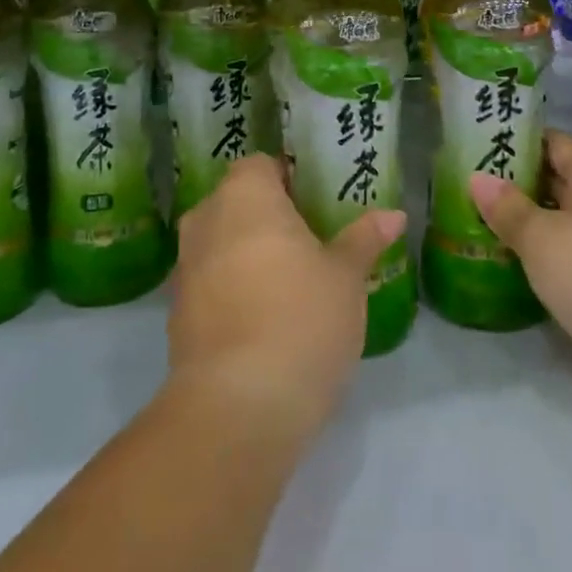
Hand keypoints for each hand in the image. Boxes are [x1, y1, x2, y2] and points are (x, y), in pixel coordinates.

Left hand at [169, 154, 404, 436]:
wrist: (237, 406)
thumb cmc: (300, 318)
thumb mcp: (345, 277)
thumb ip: (364, 239)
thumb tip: (394, 214)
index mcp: (244, 195)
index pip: (261, 165)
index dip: (289, 178)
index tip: (317, 202)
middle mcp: (205, 220)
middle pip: (238, 202)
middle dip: (269, 217)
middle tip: (312, 239)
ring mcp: (185, 268)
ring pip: (221, 243)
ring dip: (249, 253)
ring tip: (292, 280)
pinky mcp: (177, 313)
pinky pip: (211, 283)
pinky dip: (233, 289)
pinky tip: (265, 317)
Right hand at [470, 131, 571, 366]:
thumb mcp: (542, 240)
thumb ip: (509, 210)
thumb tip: (478, 178)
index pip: (554, 143)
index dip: (518, 141)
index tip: (481, 146)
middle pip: (561, 182)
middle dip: (520, 186)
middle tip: (474, 189)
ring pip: (569, 222)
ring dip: (534, 225)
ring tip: (487, 226)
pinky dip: (551, 257)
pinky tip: (522, 266)